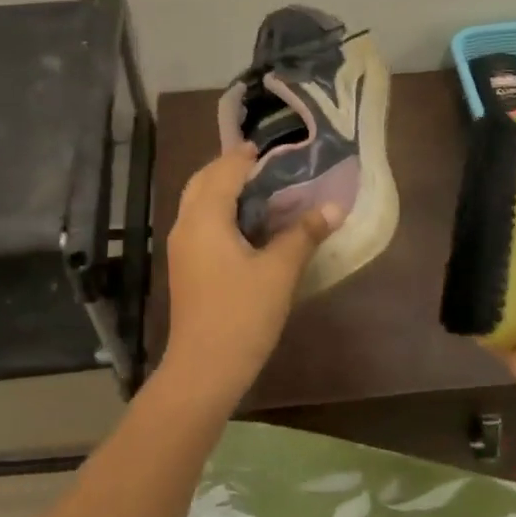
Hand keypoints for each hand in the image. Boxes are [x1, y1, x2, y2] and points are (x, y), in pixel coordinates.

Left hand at [163, 143, 340, 410]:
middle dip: (229, 167)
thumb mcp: (279, 272)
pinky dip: (217, 209)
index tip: (271, 146)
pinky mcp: (185, 266)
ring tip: (257, 188)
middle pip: (203, 180)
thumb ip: (304, 234)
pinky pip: (198, 221)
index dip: (246, 156)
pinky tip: (244, 223)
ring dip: (221, 187)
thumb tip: (334, 206)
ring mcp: (181, 247)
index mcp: (205, 217)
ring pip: (197, 201)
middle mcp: (186, 224)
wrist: (202, 370)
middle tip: (263, 163)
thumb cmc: (241, 315)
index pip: (225, 171)